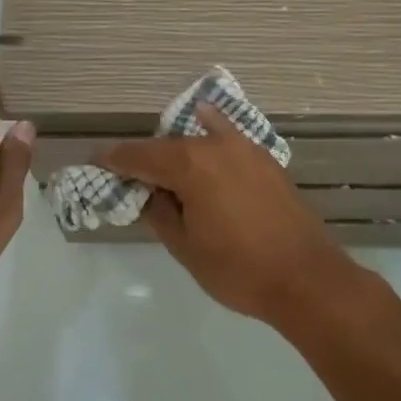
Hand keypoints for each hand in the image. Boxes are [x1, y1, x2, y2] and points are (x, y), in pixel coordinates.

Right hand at [101, 104, 353, 322]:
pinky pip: (227, 137)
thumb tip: (150, 192)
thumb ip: (160, 212)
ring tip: (163, 162)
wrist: (306, 278)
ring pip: (199, 138)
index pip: (140, 156)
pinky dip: (210, 132)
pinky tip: (205, 122)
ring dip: (177, 148)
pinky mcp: (265, 159)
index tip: (95, 159)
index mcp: (190, 165)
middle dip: (145, 157)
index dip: (115, 159)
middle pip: (169, 145)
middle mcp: (215, 145)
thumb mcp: (185, 247)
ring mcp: (245, 148)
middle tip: (126, 172)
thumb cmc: (238, 268)